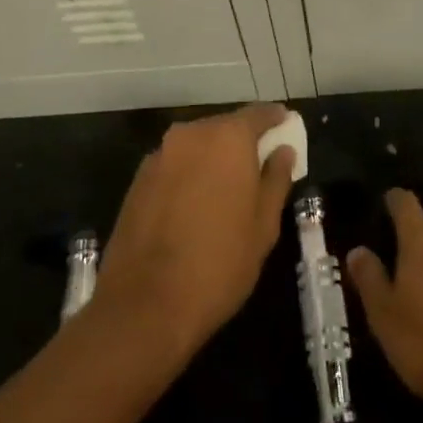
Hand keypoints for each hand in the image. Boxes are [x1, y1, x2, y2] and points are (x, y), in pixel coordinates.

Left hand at [96, 104, 297, 357]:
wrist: (144, 308)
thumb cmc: (220, 263)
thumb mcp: (264, 225)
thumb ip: (276, 179)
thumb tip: (282, 151)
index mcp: (227, 138)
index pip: (257, 114)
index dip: (274, 119)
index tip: (286, 125)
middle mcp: (190, 136)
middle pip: (223, 127)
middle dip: (242, 141)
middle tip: (260, 163)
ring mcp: (158, 157)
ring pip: (196, 147)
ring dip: (213, 159)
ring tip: (228, 188)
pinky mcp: (136, 182)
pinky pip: (174, 166)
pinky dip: (189, 175)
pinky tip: (196, 205)